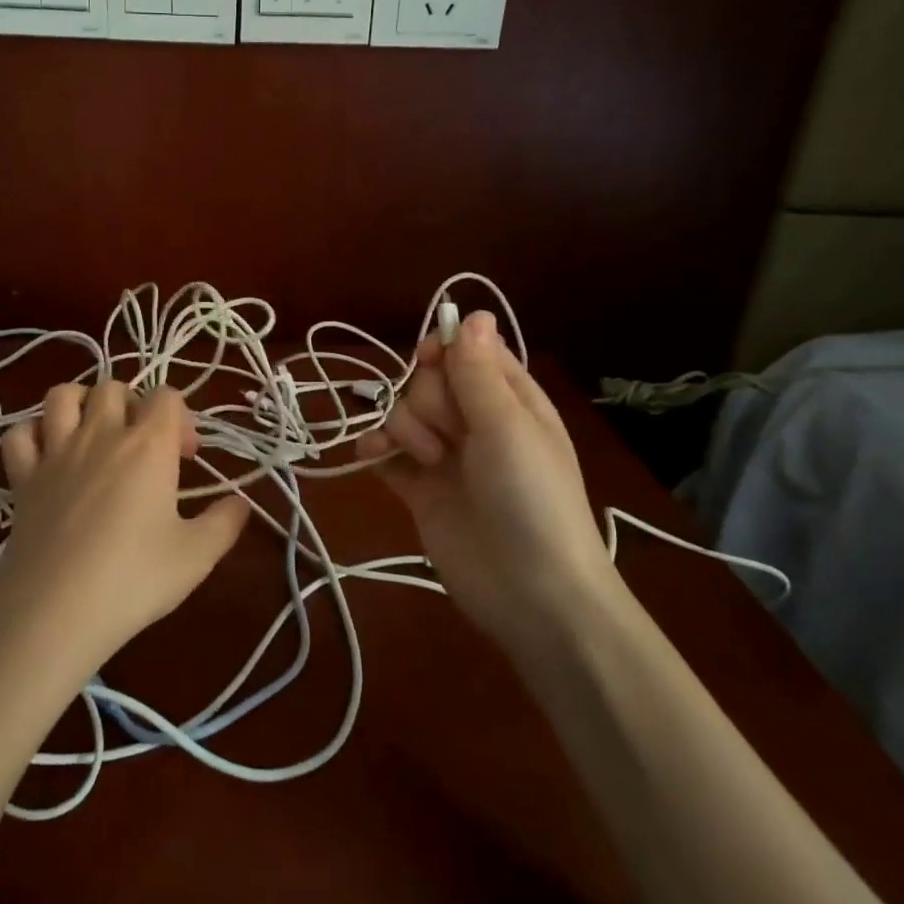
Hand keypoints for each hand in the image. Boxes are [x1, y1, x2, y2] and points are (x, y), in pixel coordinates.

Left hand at [0, 381, 250, 683]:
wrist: (55, 611)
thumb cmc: (133, 579)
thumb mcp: (197, 556)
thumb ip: (225, 522)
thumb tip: (242, 503)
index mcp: (148, 446)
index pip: (167, 396)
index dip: (182, 419)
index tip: (185, 458)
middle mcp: (101, 435)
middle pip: (115, 387)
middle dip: (133, 406)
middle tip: (143, 447)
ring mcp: (55, 452)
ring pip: (63, 395)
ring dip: (82, 404)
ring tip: (95, 434)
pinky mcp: (22, 477)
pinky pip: (19, 433)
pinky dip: (33, 434)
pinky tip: (47, 456)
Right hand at [355, 312, 611, 645]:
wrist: (530, 592)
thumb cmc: (530, 498)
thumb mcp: (508, 426)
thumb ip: (478, 371)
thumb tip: (474, 311)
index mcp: (509, 399)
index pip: (468, 351)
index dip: (444, 350)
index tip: (429, 361)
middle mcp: (476, 422)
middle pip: (429, 382)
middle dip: (429, 401)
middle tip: (450, 436)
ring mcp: (446, 457)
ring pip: (405, 414)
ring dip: (405, 429)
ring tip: (428, 461)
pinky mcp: (420, 489)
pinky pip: (387, 453)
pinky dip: (376, 448)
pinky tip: (372, 454)